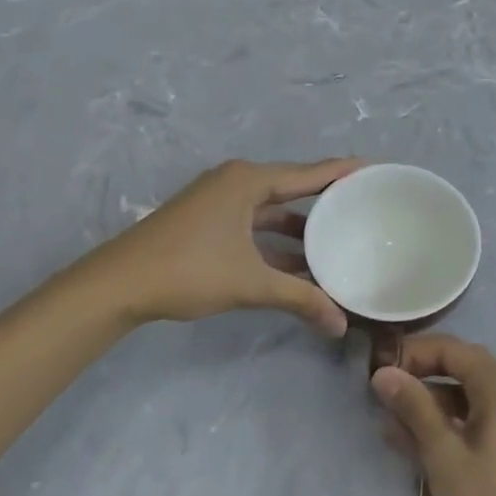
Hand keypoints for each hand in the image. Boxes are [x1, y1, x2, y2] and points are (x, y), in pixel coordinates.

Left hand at [86, 158, 360, 334]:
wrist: (118, 285)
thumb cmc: (188, 270)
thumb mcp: (250, 283)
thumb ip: (299, 299)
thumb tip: (340, 325)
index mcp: (248, 181)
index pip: (309, 173)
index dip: (343, 171)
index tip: (376, 169)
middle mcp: (236, 182)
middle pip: (292, 187)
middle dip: (325, 199)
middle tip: (364, 206)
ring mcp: (219, 201)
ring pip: (272, 209)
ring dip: (300, 227)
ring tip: (338, 240)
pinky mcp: (208, 221)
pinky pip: (255, 223)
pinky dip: (276, 240)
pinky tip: (299, 263)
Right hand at [373, 336, 495, 495]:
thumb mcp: (443, 454)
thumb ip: (414, 408)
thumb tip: (382, 372)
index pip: (448, 348)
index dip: (410, 353)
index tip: (376, 372)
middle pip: (458, 368)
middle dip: (418, 378)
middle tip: (381, 396)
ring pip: (464, 397)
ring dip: (428, 406)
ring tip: (389, 424)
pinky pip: (474, 420)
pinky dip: (446, 426)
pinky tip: (416, 445)